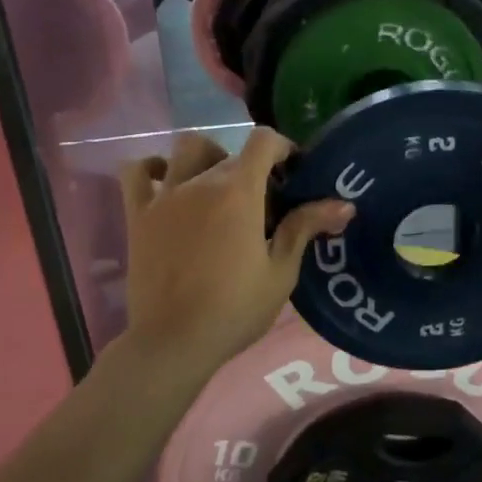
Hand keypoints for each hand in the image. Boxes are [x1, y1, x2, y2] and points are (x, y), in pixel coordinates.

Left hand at [119, 129, 352, 380]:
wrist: (174, 341)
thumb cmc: (235, 309)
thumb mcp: (280, 272)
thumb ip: (305, 227)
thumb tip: (344, 204)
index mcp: (239, 192)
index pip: (263, 141)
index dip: (283, 147)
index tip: (293, 171)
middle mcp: (200, 182)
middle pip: (232, 154)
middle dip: (254, 169)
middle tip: (265, 205)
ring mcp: (165, 196)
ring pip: (187, 149)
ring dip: (209, 158)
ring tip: (219, 188)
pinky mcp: (138, 214)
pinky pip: (137, 172)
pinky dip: (153, 168)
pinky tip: (167, 181)